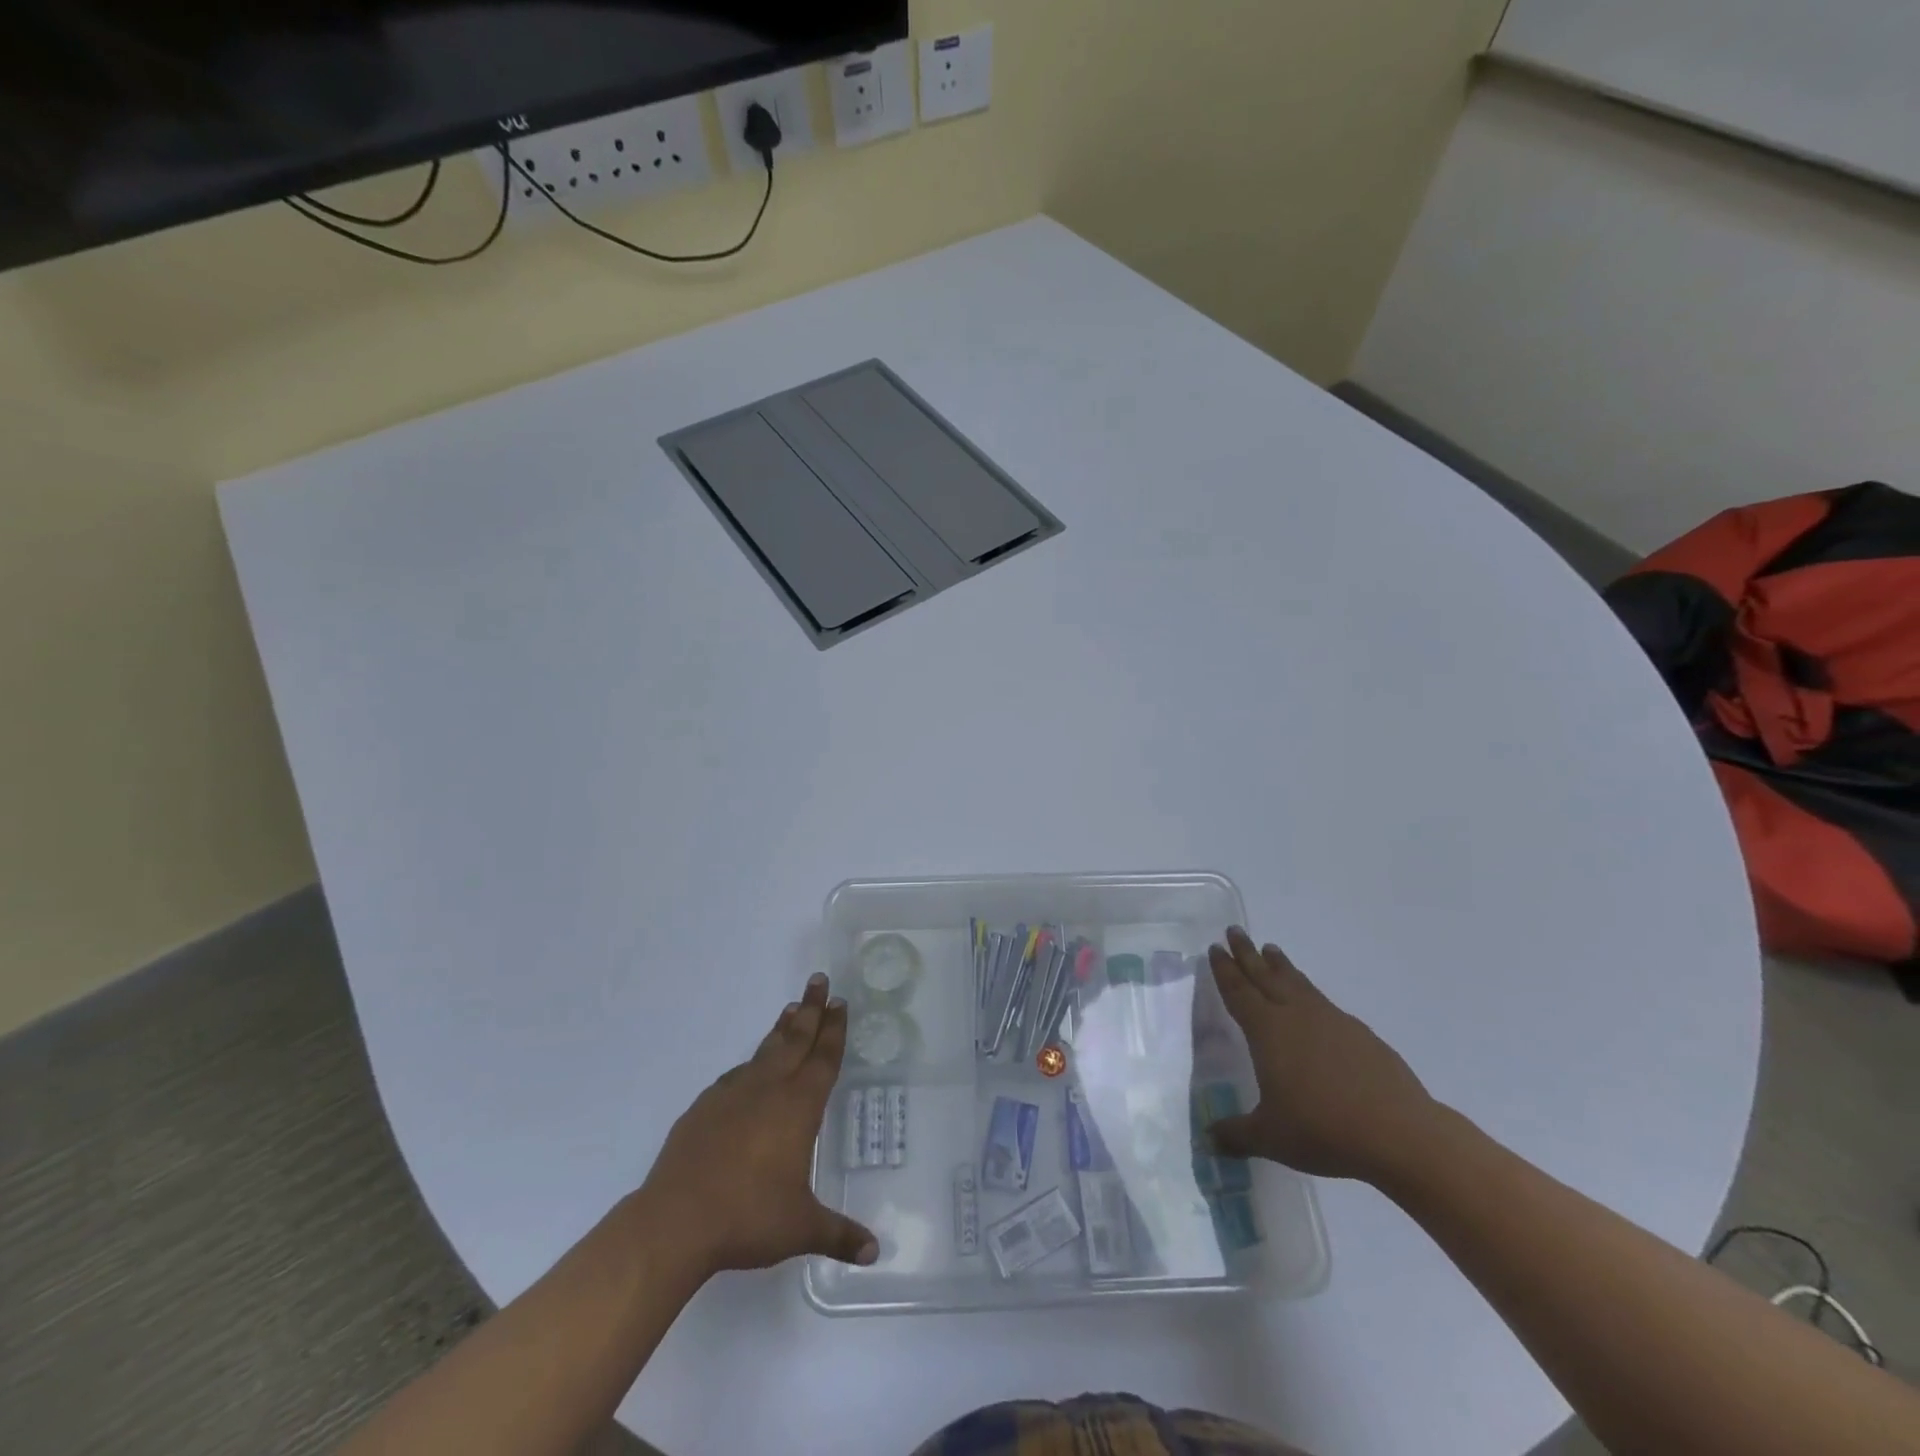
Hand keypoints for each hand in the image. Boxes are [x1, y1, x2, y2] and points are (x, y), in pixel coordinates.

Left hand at [641, 973, 877, 1276]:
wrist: (676, 1220)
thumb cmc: (748, 1218)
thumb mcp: (801, 1227)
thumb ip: (838, 1234)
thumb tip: (873, 1253)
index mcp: (798, 1107)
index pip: (823, 1059)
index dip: (834, 1030)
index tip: (840, 1002)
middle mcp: (769, 1090)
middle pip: (796, 1039)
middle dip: (811, 1009)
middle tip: (819, 980)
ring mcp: (732, 1094)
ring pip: (765, 1050)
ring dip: (781, 1029)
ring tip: (791, 1009)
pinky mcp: (704, 1107)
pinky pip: (735, 1075)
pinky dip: (750, 1063)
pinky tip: (749, 1067)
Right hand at [1206, 927, 1440, 1183]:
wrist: (1399, 1133)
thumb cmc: (1323, 1129)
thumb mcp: (1270, 1137)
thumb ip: (1236, 1134)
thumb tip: (1208, 1141)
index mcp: (1267, 1031)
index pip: (1239, 992)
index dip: (1225, 970)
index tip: (1216, 948)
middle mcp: (1296, 1016)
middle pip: (1265, 976)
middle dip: (1247, 954)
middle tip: (1235, 931)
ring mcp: (1331, 1021)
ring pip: (1298, 983)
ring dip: (1281, 966)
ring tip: (1271, 950)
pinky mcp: (1360, 1035)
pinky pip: (1324, 1002)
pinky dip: (1309, 991)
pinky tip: (1313, 1002)